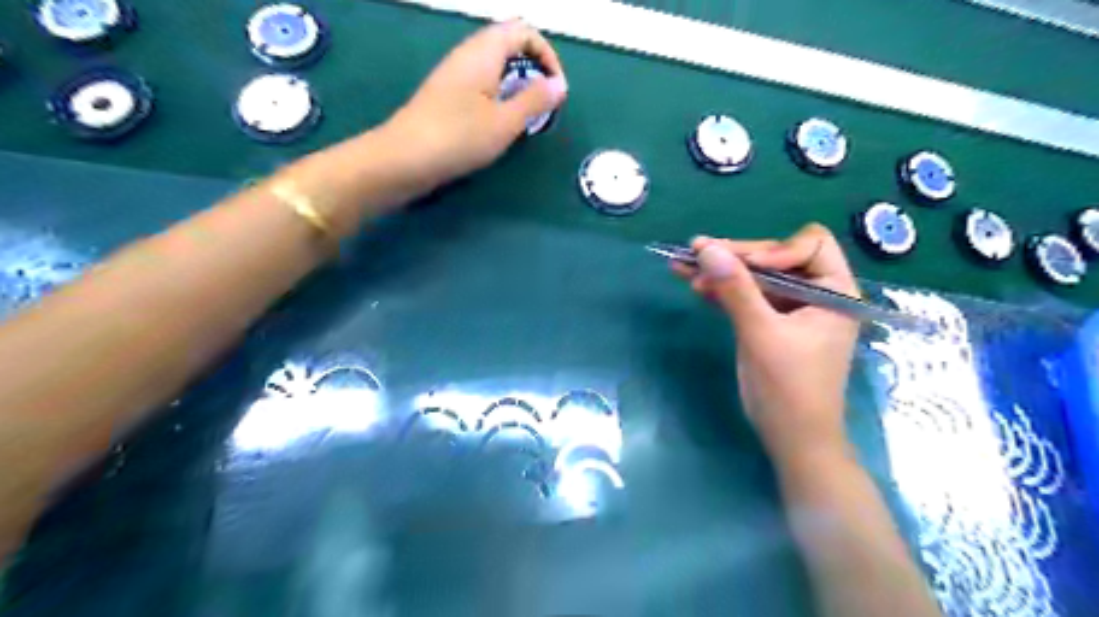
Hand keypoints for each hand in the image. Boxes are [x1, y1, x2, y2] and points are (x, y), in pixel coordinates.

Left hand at [383, 20, 566, 186]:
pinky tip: (500, 124)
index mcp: (483, 52)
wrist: (404, 159)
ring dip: (517, 85)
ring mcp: (454, 75)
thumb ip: (535, 100)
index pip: (523, 31)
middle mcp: (467, 55)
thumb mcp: (505, 122)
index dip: (547, 55)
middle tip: (543, 104)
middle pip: (509, 45)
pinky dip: (499, 97)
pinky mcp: (446, 95)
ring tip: (526, 117)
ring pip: (495, 67)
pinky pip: (481, 84)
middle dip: (533, 69)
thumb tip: (559, 84)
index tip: (556, 89)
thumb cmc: (458, 137)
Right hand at [676, 225, 861, 461]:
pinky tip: (695, 285)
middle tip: (696, 252)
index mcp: (834, 291)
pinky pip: (747, 297)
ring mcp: (791, 309)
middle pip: (775, 257)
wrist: (791, 439)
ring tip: (684, 266)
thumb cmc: (788, 389)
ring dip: (722, 272)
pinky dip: (723, 291)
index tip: (743, 266)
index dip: (775, 250)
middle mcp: (816, 294)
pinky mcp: (771, 323)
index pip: (810, 245)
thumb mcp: (761, 334)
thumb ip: (736, 289)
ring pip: (756, 276)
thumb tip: (707, 248)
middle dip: (737, 257)